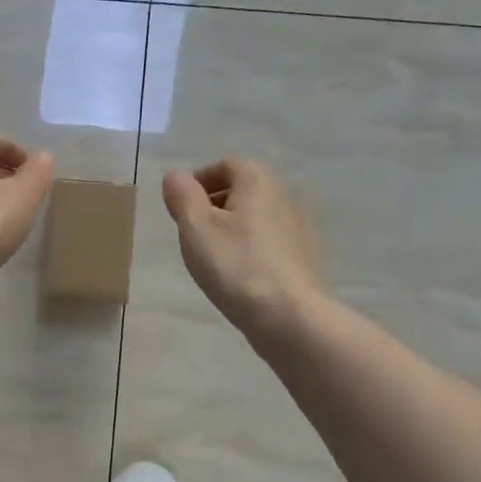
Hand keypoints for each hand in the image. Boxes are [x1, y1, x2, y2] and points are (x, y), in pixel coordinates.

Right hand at [163, 159, 323, 335]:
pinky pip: (269, 241)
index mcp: (258, 180)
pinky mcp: (304, 256)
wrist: (289, 316)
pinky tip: (238, 274)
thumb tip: (176, 176)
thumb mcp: (195, 227)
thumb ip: (182, 195)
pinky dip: (250, 248)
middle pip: (242, 189)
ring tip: (212, 257)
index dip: (198, 182)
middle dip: (214, 205)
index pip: (225, 165)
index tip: (180, 209)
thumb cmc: (235, 265)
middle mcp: (284, 194)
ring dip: (232, 228)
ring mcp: (299, 227)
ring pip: (256, 216)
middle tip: (191, 233)